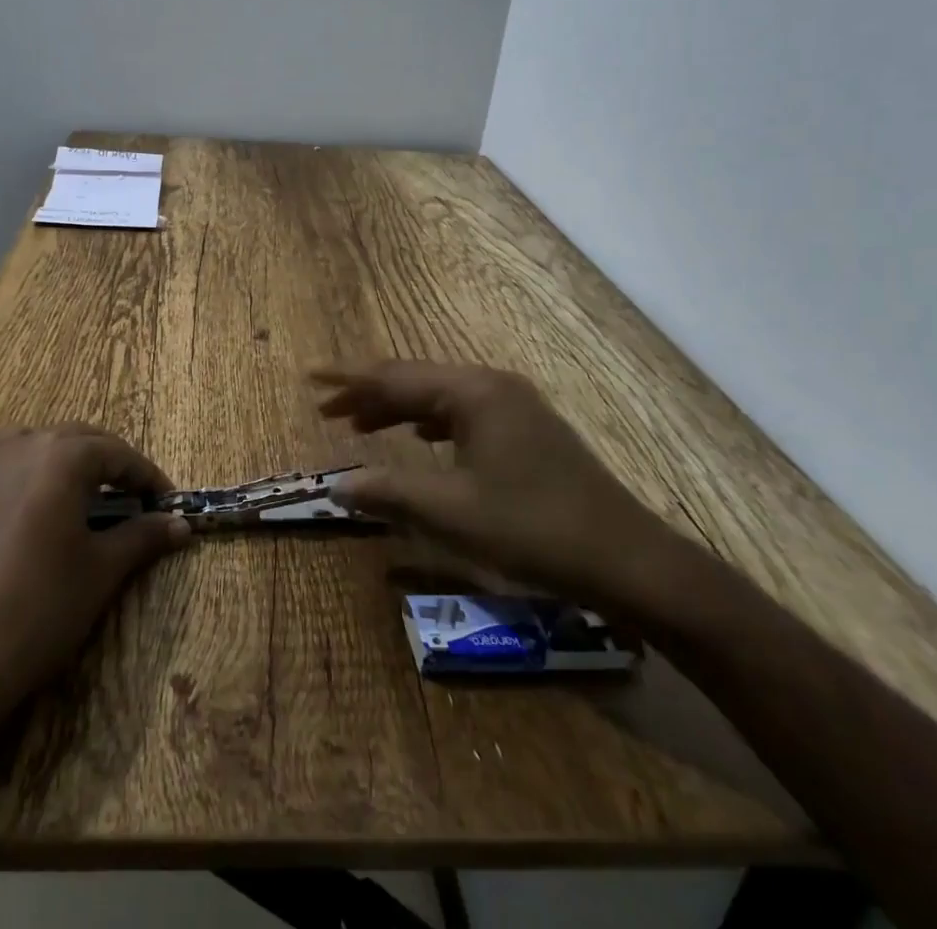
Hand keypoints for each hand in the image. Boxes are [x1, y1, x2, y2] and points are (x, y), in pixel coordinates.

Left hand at [0, 425, 189, 736]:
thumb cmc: (37, 610)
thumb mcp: (100, 572)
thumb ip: (143, 537)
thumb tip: (180, 525)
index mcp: (60, 456)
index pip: (117, 453)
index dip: (147, 476)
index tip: (166, 502)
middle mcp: (15, 446)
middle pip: (73, 440)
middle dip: (105, 464)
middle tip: (129, 498)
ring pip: (25, 447)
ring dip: (54, 463)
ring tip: (70, 497)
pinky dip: (2, 482)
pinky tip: (5, 510)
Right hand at [314, 361, 689, 619]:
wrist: (628, 560)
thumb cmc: (534, 528)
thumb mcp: (452, 512)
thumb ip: (390, 491)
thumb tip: (337, 485)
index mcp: (473, 392)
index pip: (396, 377)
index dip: (349, 379)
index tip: (309, 376)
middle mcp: (492, 387)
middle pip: (417, 382)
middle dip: (370, 395)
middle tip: (326, 410)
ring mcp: (514, 407)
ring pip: (440, 399)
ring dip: (398, 410)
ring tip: (359, 426)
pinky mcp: (526, 431)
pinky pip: (462, 416)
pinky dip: (429, 425)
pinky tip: (419, 442)